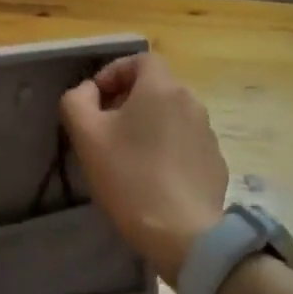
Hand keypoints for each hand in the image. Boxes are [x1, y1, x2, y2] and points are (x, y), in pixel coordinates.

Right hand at [59, 53, 226, 282]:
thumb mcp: (86, 135)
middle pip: (156, 87)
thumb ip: (77, 100)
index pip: (141, 60)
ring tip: (127, 155)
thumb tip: (87, 91)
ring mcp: (208, 133)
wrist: (182, 233)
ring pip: (171, 115)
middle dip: (128, 99)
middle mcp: (191, 102)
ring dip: (148, 124)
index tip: (96, 99)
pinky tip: (152, 177)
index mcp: (161, 88)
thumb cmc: (129, 177)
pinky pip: (185, 142)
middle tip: (105, 128)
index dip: (115, 72)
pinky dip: (167, 148)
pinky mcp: (215, 162)